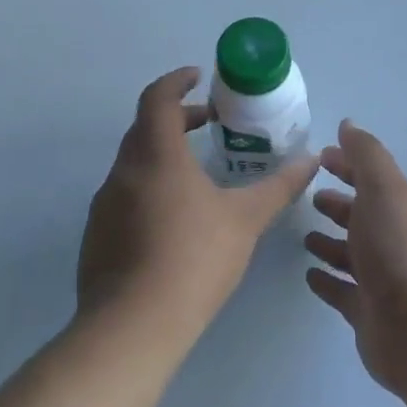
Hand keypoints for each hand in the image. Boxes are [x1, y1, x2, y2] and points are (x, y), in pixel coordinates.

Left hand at [78, 68, 316, 341]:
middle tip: (209, 123)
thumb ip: (279, 187)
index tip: (197, 78)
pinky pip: (124, 195)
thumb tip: (310, 161)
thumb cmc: (193, 259)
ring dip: (162, 154)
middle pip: (145, 127)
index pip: (157, 98)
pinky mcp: (96, 236)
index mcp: (156, 155)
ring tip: (196, 173)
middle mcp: (123, 171)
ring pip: (133, 163)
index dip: (176, 81)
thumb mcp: (245, 220)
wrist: (132, 328)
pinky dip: (148, 187)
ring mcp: (104, 204)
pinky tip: (172, 220)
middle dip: (176, 118)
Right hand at [303, 121, 406, 397]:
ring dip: (331, 241)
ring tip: (304, 235)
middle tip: (310, 195)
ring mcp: (382, 279)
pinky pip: (342, 291)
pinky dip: (327, 280)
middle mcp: (394, 240)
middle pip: (362, 215)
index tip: (320, 157)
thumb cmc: (399, 250)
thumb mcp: (384, 190)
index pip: (372, 178)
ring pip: (352, 254)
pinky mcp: (368, 313)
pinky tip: (308, 275)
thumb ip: (366, 156)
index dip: (348, 164)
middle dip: (339, 203)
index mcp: (400, 208)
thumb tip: (348, 124)